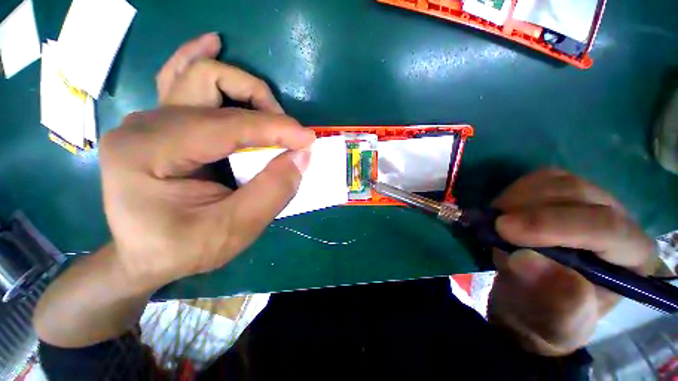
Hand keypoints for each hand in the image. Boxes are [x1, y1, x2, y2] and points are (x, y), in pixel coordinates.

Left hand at [99, 35, 314, 292]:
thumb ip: (271, 192)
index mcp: (149, 152)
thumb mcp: (234, 230)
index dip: (275, 129)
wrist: (144, 256)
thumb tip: (301, 157)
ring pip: (197, 75)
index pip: (226, 126)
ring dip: (242, 86)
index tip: (308, 139)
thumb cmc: (183, 249)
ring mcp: (149, 120)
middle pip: (208, 84)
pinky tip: (213, 45)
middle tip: (287, 133)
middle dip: (260, 104)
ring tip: (269, 105)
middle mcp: (144, 125)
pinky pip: (181, 80)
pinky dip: (201, 60)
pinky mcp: (161, 124)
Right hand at [488, 169, 655, 355]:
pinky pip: (538, 179)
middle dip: (531, 208)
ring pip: (557, 180)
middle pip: (579, 194)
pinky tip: (504, 211)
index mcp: (631, 258)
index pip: (606, 227)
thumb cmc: (547, 315)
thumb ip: (552, 297)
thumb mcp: (552, 321)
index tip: (504, 230)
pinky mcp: (560, 195)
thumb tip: (527, 259)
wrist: (530, 298)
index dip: (554, 225)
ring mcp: (589, 203)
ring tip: (498, 222)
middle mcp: (618, 221)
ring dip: (518, 198)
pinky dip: (514, 191)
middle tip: (495, 225)